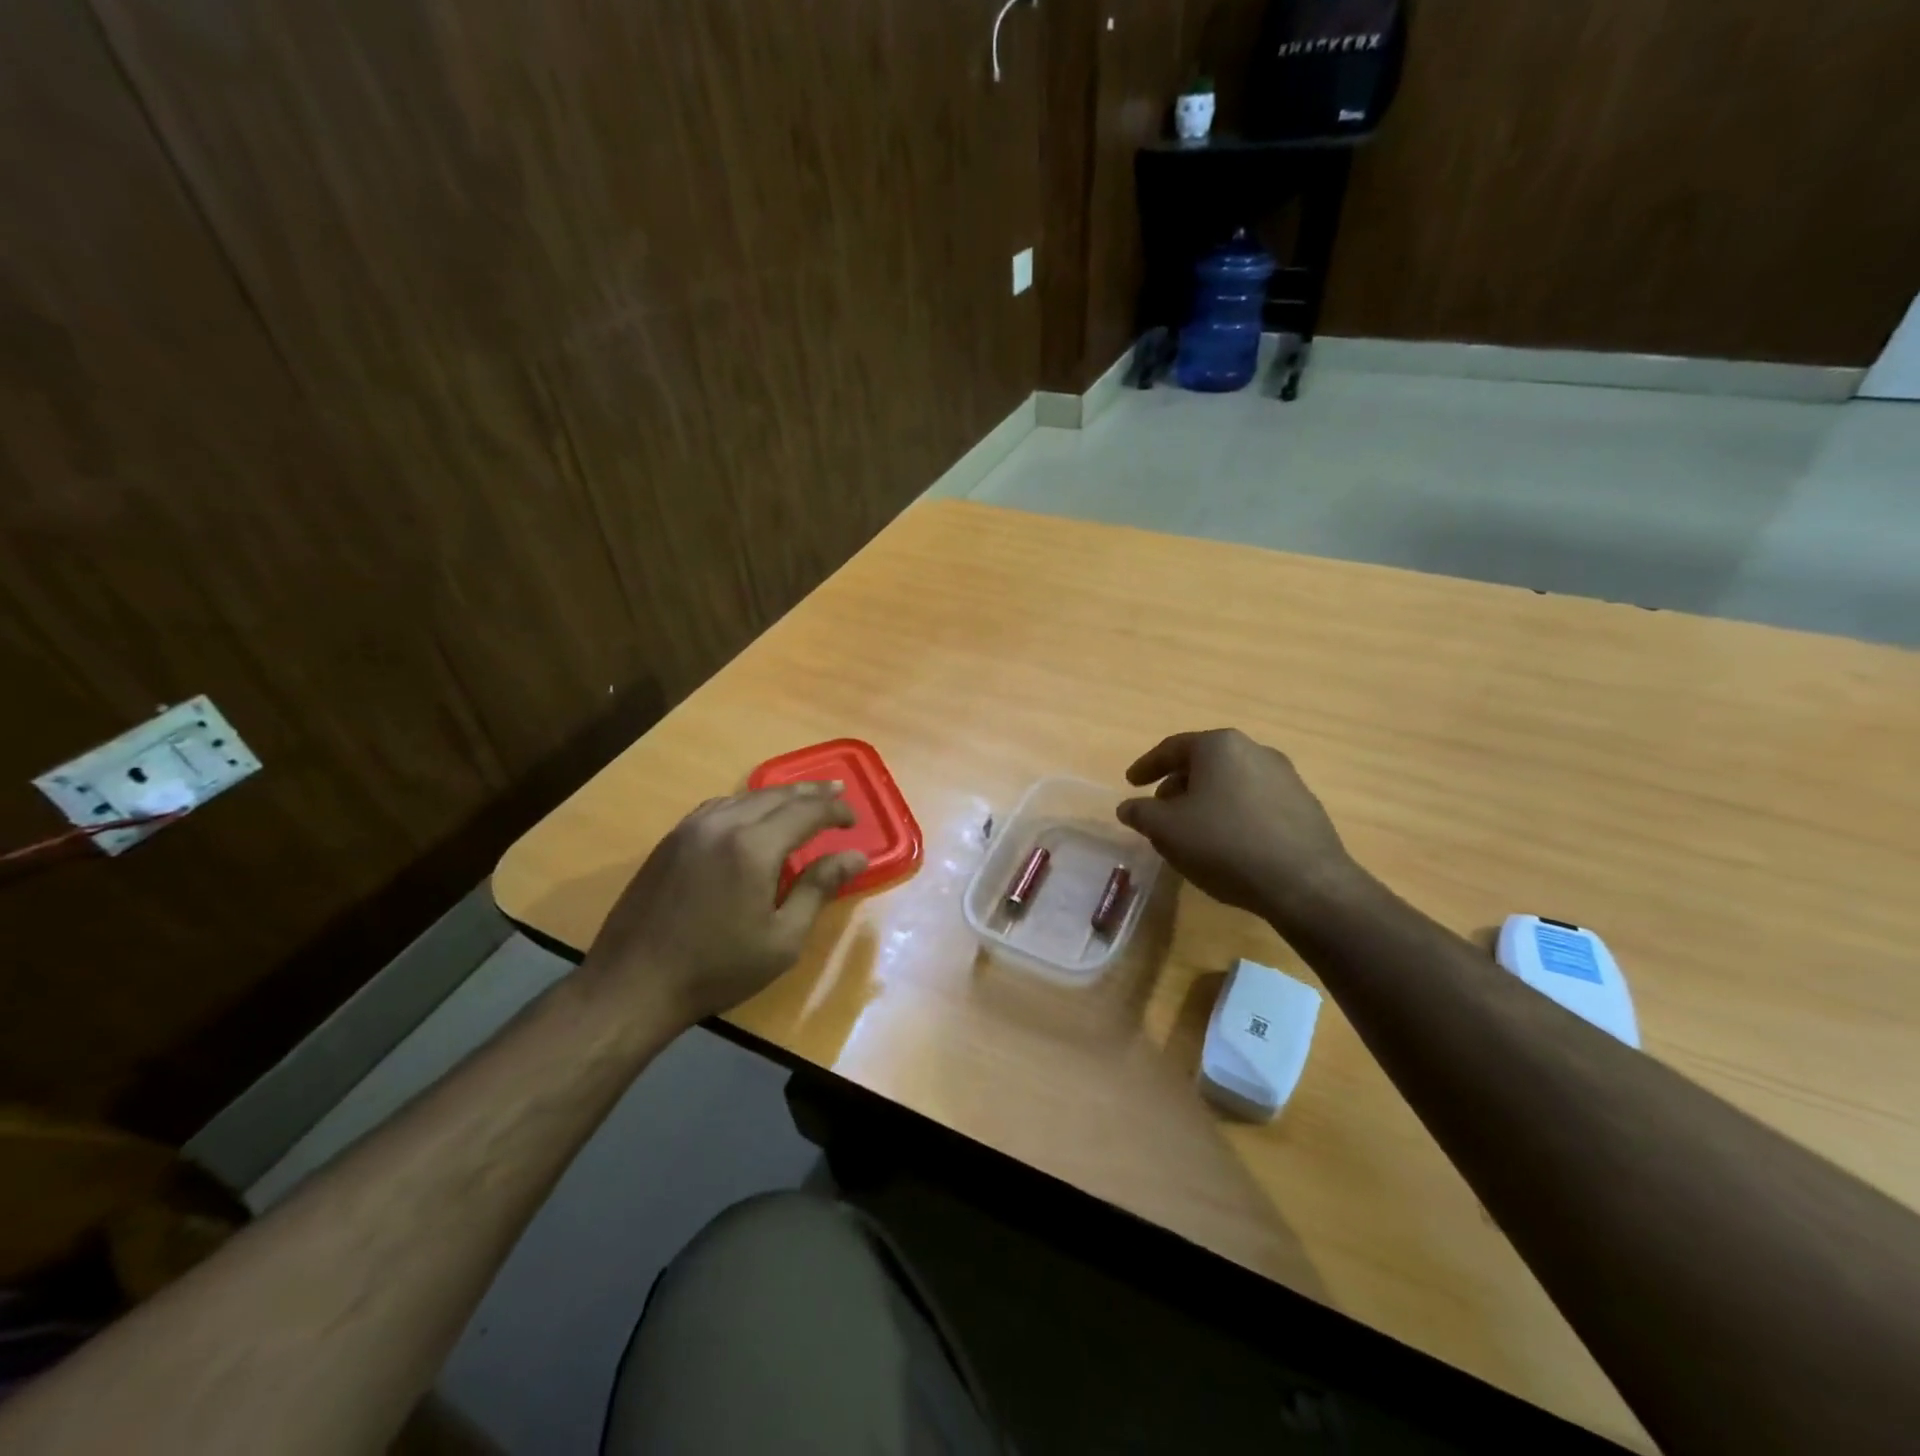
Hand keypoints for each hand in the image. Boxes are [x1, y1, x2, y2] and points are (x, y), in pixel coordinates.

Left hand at [582, 782, 867, 1025]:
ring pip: (744, 796)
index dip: (834, 810)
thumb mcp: (782, 939)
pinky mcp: (671, 840)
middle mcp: (722, 824)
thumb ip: (819, 889)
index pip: (806, 812)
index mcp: (753, 847)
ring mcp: (691, 829)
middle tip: (837, 791)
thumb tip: (854, 856)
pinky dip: (745, 803)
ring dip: (778, 795)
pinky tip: (751, 816)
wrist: (633, 985)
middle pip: (775, 795)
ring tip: (801, 799)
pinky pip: (717, 807)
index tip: (854, 820)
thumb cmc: (717, 968)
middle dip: (811, 792)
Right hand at [1117, 729, 1364, 928]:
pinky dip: (1233, 815)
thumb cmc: (1225, 844)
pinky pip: (1255, 803)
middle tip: (1160, 810)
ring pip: (1231, 783)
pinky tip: (1228, 845)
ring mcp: (1285, 777)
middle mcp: (1255, 751)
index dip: (1147, 766)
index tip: (1131, 783)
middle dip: (1178, 785)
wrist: (1305, 883)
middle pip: (1204, 763)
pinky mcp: (1304, 806)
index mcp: (1219, 746)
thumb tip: (1128, 807)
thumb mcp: (1167, 830)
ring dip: (1206, 801)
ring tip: (1192, 831)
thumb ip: (1141, 814)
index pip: (1172, 748)